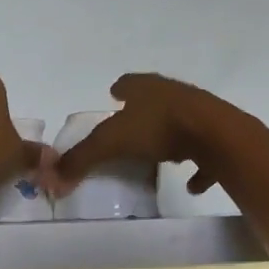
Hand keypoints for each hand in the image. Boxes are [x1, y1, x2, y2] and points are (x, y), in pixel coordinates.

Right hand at [51, 74, 241, 196]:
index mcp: (146, 87)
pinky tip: (190, 184)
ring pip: (179, 123)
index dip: (119, 90)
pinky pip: (203, 154)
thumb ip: (81, 158)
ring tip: (156, 158)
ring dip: (168, 139)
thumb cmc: (158, 128)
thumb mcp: (110, 142)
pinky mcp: (217, 136)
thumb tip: (51, 177)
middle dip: (142, 114)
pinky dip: (197, 167)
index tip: (112, 98)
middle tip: (129, 131)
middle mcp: (172, 94)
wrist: (215, 135)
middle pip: (154, 101)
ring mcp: (198, 113)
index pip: (128, 83)